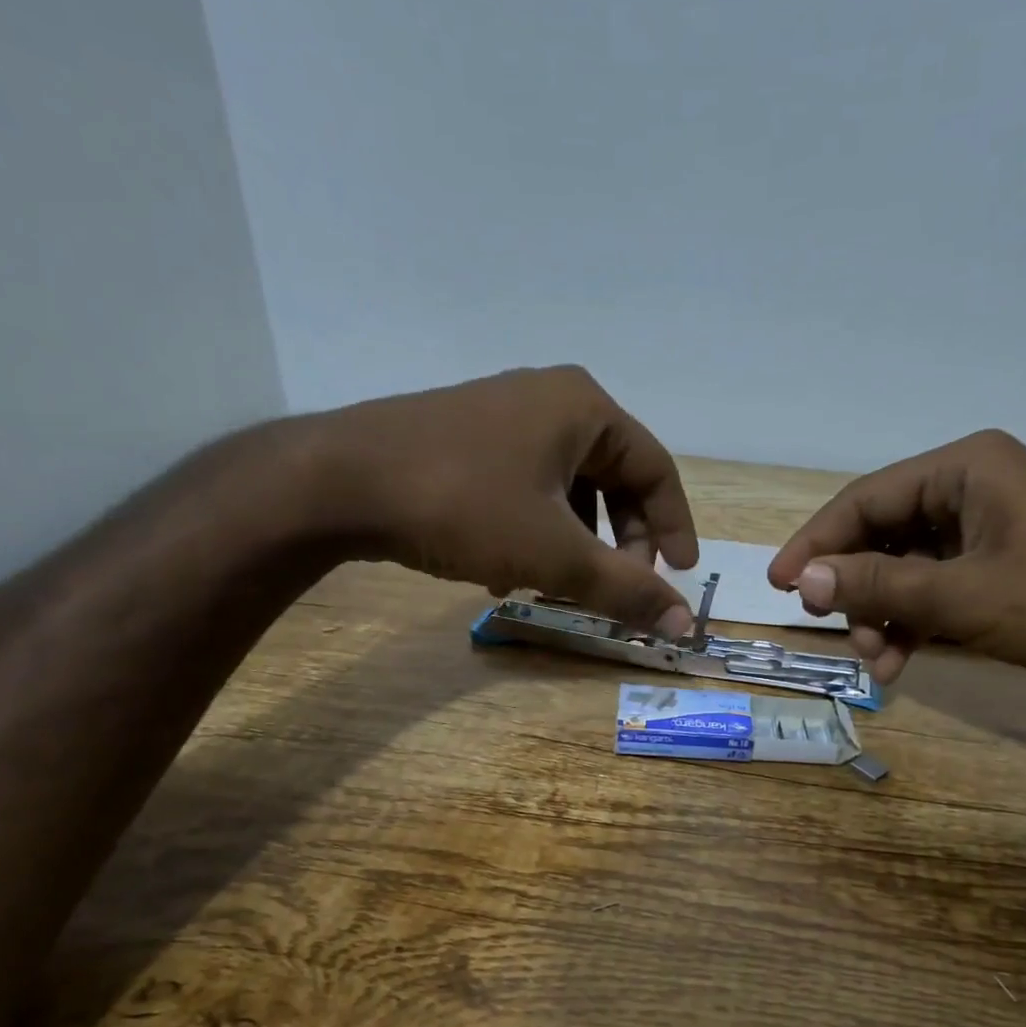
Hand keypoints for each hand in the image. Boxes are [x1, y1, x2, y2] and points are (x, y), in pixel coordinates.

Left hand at [298, 366, 698, 635]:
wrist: (338, 482)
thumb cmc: (464, 505)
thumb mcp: (556, 555)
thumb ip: (627, 590)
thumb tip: (687, 626)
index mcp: (585, 408)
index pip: (657, 470)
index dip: (674, 528)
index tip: (679, 576)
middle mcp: (550, 400)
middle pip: (614, 480)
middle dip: (620, 542)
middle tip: (616, 588)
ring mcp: (504, 417)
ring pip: (568, 490)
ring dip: (577, 545)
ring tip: (561, 590)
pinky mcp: (467, 441)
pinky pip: (527, 490)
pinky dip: (536, 533)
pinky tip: (511, 575)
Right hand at [767, 430, 1025, 690]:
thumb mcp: (961, 598)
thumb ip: (878, 588)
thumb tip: (802, 582)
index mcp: (965, 468)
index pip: (865, 500)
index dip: (815, 544)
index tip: (779, 586)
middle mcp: (973, 486)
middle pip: (885, 535)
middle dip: (859, 592)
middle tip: (839, 636)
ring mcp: (991, 526)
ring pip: (909, 568)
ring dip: (886, 615)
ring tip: (881, 664)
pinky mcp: (1005, 563)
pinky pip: (940, 586)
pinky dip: (918, 622)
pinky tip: (904, 660)